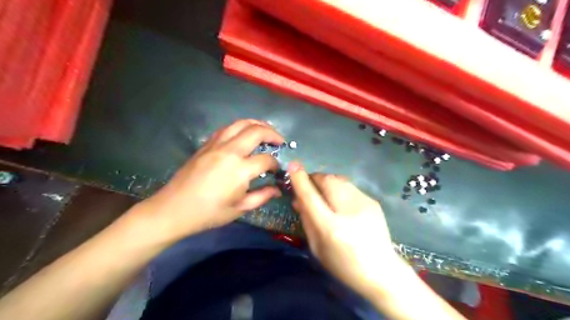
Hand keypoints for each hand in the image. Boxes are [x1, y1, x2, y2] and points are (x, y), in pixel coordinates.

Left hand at [140, 119, 284, 241]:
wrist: (174, 209)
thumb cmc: (209, 213)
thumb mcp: (239, 209)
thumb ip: (262, 196)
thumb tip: (277, 189)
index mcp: (240, 170)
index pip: (266, 160)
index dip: (276, 164)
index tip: (277, 170)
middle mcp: (230, 151)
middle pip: (256, 131)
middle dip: (273, 134)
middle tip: (279, 141)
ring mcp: (216, 145)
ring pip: (241, 123)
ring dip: (257, 124)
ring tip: (265, 131)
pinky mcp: (206, 144)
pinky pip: (226, 128)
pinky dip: (239, 127)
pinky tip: (243, 134)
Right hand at [291, 164, 409, 298]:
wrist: (382, 271)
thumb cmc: (343, 264)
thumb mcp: (317, 247)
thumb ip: (306, 220)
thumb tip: (297, 198)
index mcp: (331, 228)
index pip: (311, 197)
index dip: (300, 179)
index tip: (293, 165)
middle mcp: (348, 211)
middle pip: (327, 181)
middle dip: (314, 178)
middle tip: (309, 186)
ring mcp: (364, 203)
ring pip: (338, 179)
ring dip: (326, 182)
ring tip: (324, 193)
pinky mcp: (373, 201)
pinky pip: (349, 186)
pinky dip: (339, 189)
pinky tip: (341, 202)